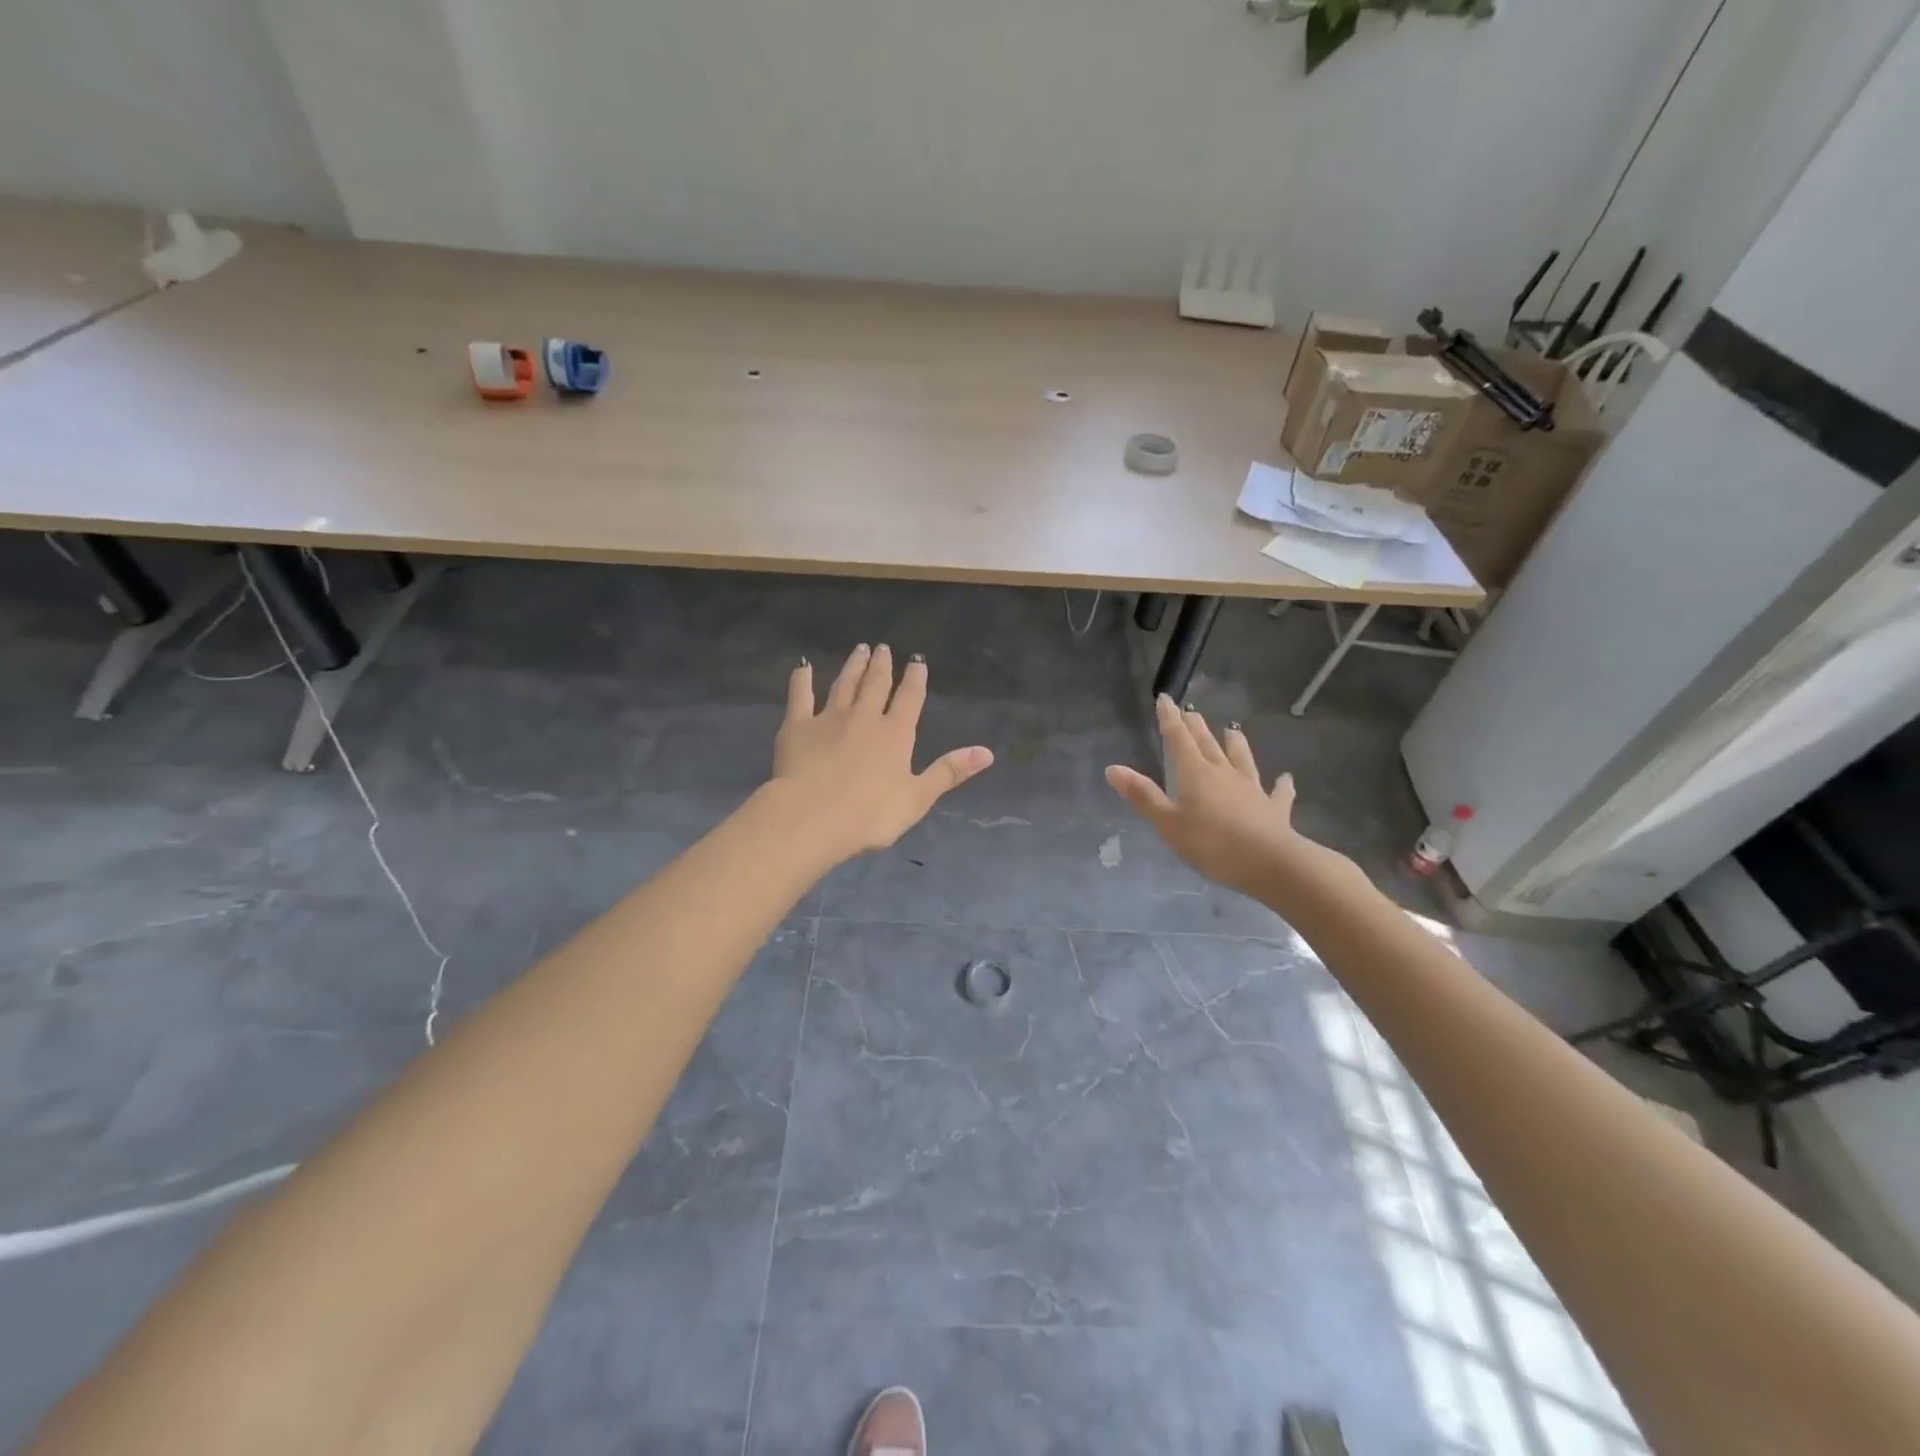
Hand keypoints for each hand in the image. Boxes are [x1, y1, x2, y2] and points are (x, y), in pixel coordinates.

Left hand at [770, 644, 993, 862]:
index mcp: (895, 734)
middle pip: (876, 685)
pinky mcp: (797, 727)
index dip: (915, 679)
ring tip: (859, 649)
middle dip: (882, 666)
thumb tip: (987, 752)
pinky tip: (803, 666)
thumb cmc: (870, 814)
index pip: (909, 699)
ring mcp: (829, 718)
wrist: (812, 816)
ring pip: (844, 685)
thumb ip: (949, 771)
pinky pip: (800, 696)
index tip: (917, 660)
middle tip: (883, 648)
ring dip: (853, 666)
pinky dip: (802, 679)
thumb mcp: (918, 797)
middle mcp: (864, 717)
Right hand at [1106, 695, 1328, 900]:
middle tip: (1191, 711)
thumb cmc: (1211, 844)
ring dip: (1236, 744)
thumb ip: (1143, 796)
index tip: (1165, 698)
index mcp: (1195, 774)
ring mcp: (1252, 789)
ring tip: (1233, 730)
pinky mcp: (1274, 809)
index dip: (1169, 718)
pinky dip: (1281, 785)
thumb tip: (1113, 768)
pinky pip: (1277, 793)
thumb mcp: (1168, 823)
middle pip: (1208, 744)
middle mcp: (1224, 774)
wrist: (1269, 863)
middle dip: (1196, 727)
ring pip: (1242, 759)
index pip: (1178, 739)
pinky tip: (1286, 779)